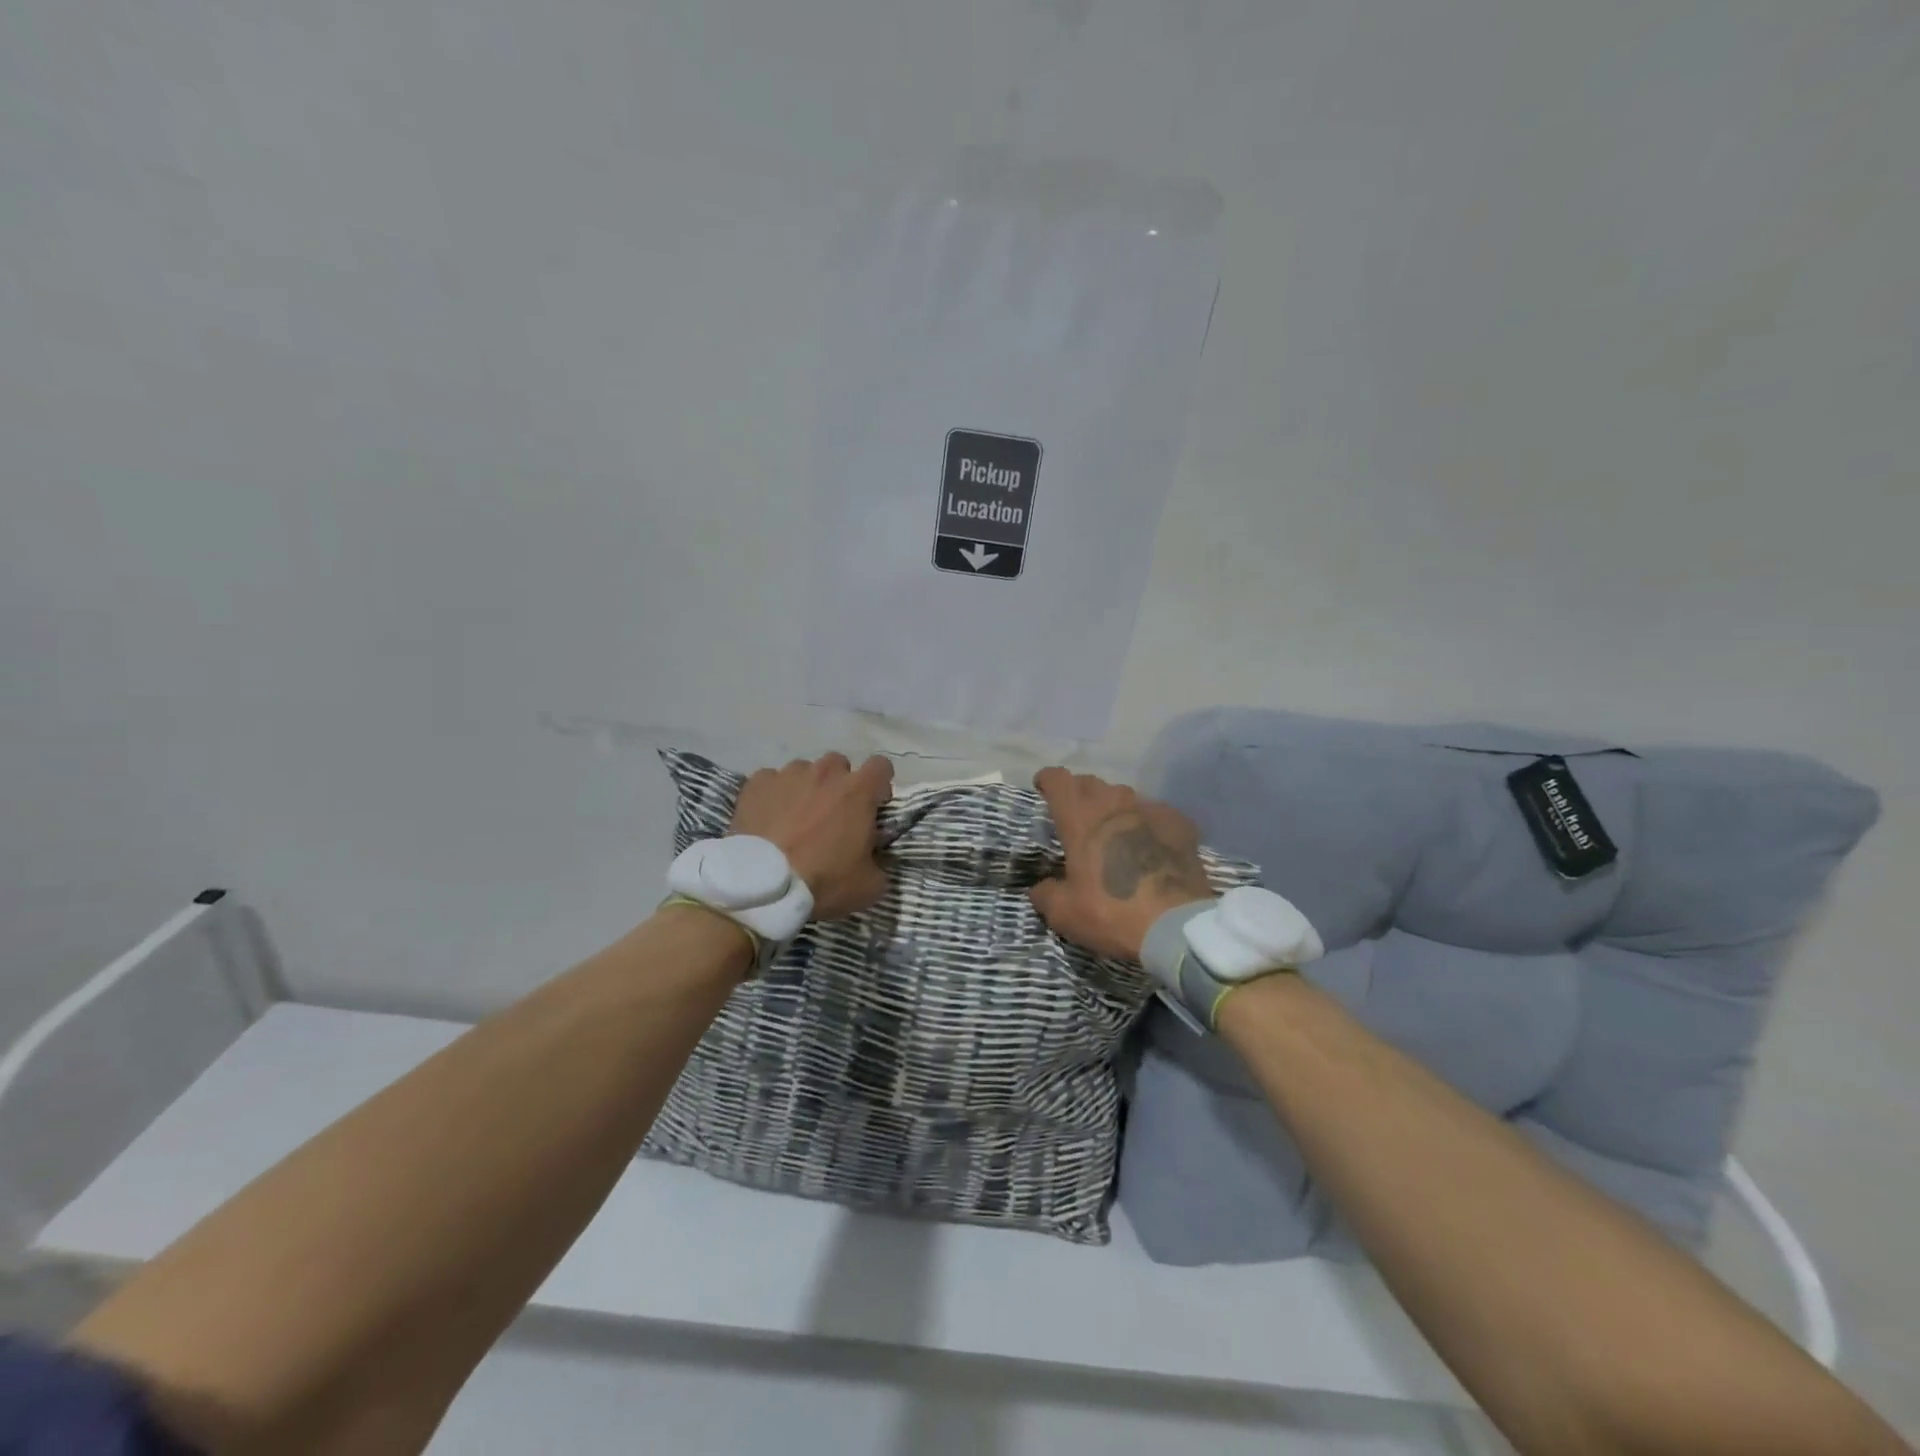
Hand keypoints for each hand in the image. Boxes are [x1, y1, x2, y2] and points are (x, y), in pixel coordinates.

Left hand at [730, 753, 894, 919]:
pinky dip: (773, 795)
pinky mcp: (757, 784)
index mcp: (858, 791)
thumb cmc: (824, 881)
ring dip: (806, 788)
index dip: (879, 785)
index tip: (873, 805)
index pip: (881, 766)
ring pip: (804, 771)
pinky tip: (768, 819)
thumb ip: (880, 863)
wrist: (764, 887)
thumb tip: (875, 857)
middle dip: (839, 784)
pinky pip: (770, 781)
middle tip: (832, 814)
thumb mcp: (870, 885)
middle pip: (839, 765)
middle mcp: (825, 773)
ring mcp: (788, 775)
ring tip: (795, 818)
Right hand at [1028, 768, 1215, 960]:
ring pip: (1124, 797)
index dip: (1047, 781)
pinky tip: (1151, 847)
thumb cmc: (1112, 913)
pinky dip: (1147, 825)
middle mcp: (1114, 802)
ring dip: (1114, 810)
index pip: (1057, 778)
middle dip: (1079, 795)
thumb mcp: (1064, 913)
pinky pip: (1155, 814)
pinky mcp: (1180, 822)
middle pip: (1090, 783)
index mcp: (1080, 817)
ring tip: (1115, 834)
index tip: (1044, 791)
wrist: (1176, 926)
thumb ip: (1046, 893)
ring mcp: (1150, 809)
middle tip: (1078, 820)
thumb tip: (1041, 887)